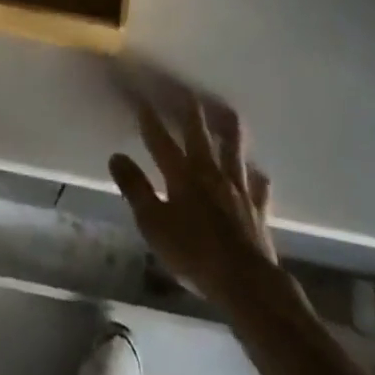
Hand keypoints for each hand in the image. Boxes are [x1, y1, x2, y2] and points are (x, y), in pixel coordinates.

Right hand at [109, 98, 278, 303]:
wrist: (245, 282)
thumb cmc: (192, 253)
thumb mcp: (153, 224)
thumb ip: (135, 188)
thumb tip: (116, 156)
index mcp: (181, 175)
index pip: (160, 139)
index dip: (149, 119)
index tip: (141, 98)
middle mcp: (210, 172)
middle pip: (199, 134)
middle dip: (191, 111)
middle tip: (188, 92)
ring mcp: (238, 188)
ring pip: (234, 150)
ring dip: (230, 130)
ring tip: (229, 113)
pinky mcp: (258, 208)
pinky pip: (258, 186)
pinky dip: (257, 177)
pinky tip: (258, 173)